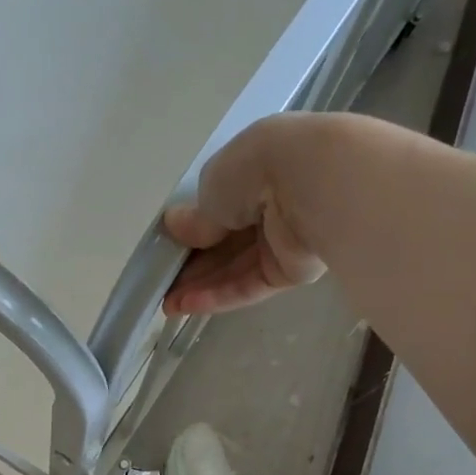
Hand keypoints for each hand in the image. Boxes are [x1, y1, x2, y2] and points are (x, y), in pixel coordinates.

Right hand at [162, 115, 327, 314]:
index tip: (169, 247)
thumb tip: (175, 227)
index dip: (193, 228)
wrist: (312, 185)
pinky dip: (221, 295)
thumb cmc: (256, 169)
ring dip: (202, 285)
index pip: (220, 204)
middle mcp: (271, 202)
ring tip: (169, 304)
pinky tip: (191, 306)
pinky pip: (251, 284)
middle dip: (194, 264)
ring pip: (236, 267)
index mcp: (255, 168)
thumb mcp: (212, 187)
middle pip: (227, 240)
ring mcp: (284, 239)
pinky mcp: (292, 270)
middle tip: (163, 285)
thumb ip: (196, 216)